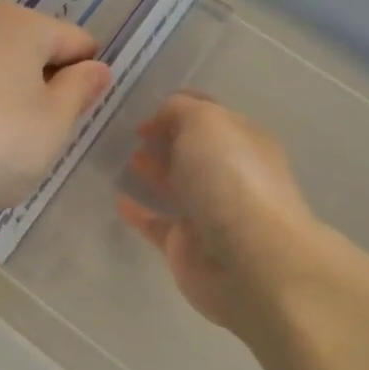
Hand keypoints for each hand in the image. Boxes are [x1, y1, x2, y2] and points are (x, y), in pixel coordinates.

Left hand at [0, 3, 111, 224]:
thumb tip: (96, 68)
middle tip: (45, 138)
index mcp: (22, 25)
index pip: (78, 42)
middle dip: (46, 90)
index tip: (79, 118)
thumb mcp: (52, 124)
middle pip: (34, 54)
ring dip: (11, 104)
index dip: (88, 79)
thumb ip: (79, 92)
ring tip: (5, 150)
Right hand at [117, 92, 323, 333]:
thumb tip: (163, 117)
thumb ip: (180, 110)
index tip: (142, 111)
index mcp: (242, 140)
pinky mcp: (186, 246)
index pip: (208, 115)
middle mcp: (229, 174)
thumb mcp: (206, 123)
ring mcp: (208, 212)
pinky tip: (118, 200)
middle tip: (125, 135)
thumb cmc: (231, 180)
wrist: (250, 261)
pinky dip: (139, 212)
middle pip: (190, 150)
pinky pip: (157, 223)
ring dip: (151, 171)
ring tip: (118, 160)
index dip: (176, 108)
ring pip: (175, 185)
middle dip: (162, 139)